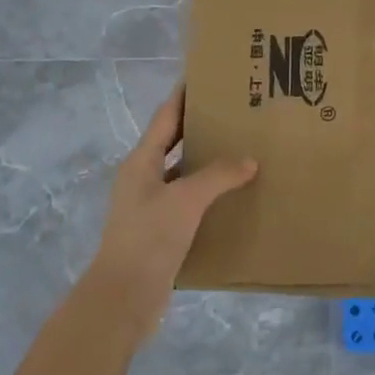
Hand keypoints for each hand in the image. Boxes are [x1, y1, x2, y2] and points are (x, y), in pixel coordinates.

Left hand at [85, 87, 256, 341]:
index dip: (183, 95)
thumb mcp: (186, 200)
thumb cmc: (149, 238)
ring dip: (204, 160)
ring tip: (238, 148)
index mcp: (141, 161)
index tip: (206, 77)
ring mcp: (149, 205)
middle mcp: (142, 178)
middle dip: (198, 126)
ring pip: (181, 172)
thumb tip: (250, 160)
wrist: (123, 297)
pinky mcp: (159, 230)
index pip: (165, 117)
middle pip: (172, 142)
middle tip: (232, 112)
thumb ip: (218, 175)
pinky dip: (207, 192)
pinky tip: (231, 194)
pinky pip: (187, 200)